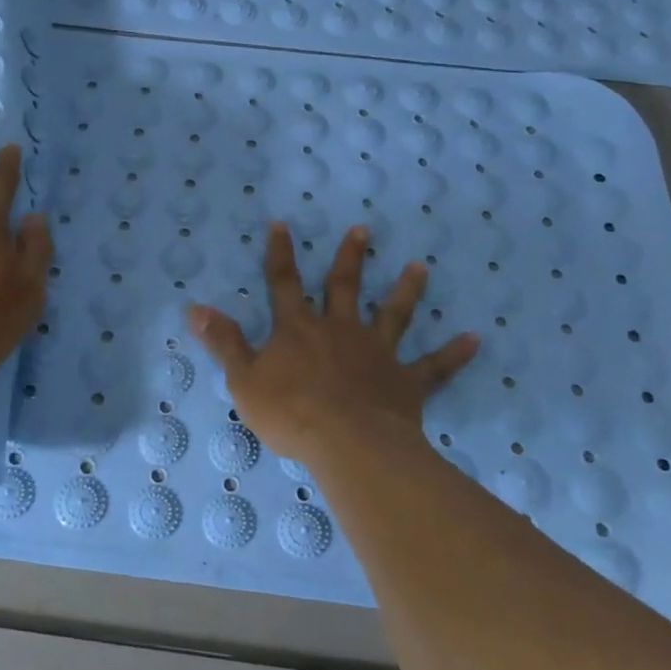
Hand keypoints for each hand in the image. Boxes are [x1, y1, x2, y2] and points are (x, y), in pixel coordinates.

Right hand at [188, 223, 477, 465]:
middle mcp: (340, 330)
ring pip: (393, 314)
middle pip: (344, 287)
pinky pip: (434, 366)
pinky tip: (475, 339)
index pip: (284, 283)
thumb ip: (223, 342)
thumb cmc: (290, 412)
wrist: (347, 444)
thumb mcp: (243, 379)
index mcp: (299, 329)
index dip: (280, 254)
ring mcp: (377, 353)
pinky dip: (453, 353)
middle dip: (350, 257)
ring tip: (420, 266)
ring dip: (406, 290)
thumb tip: (195, 308)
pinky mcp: (405, 382)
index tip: (281, 225)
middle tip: (363, 230)